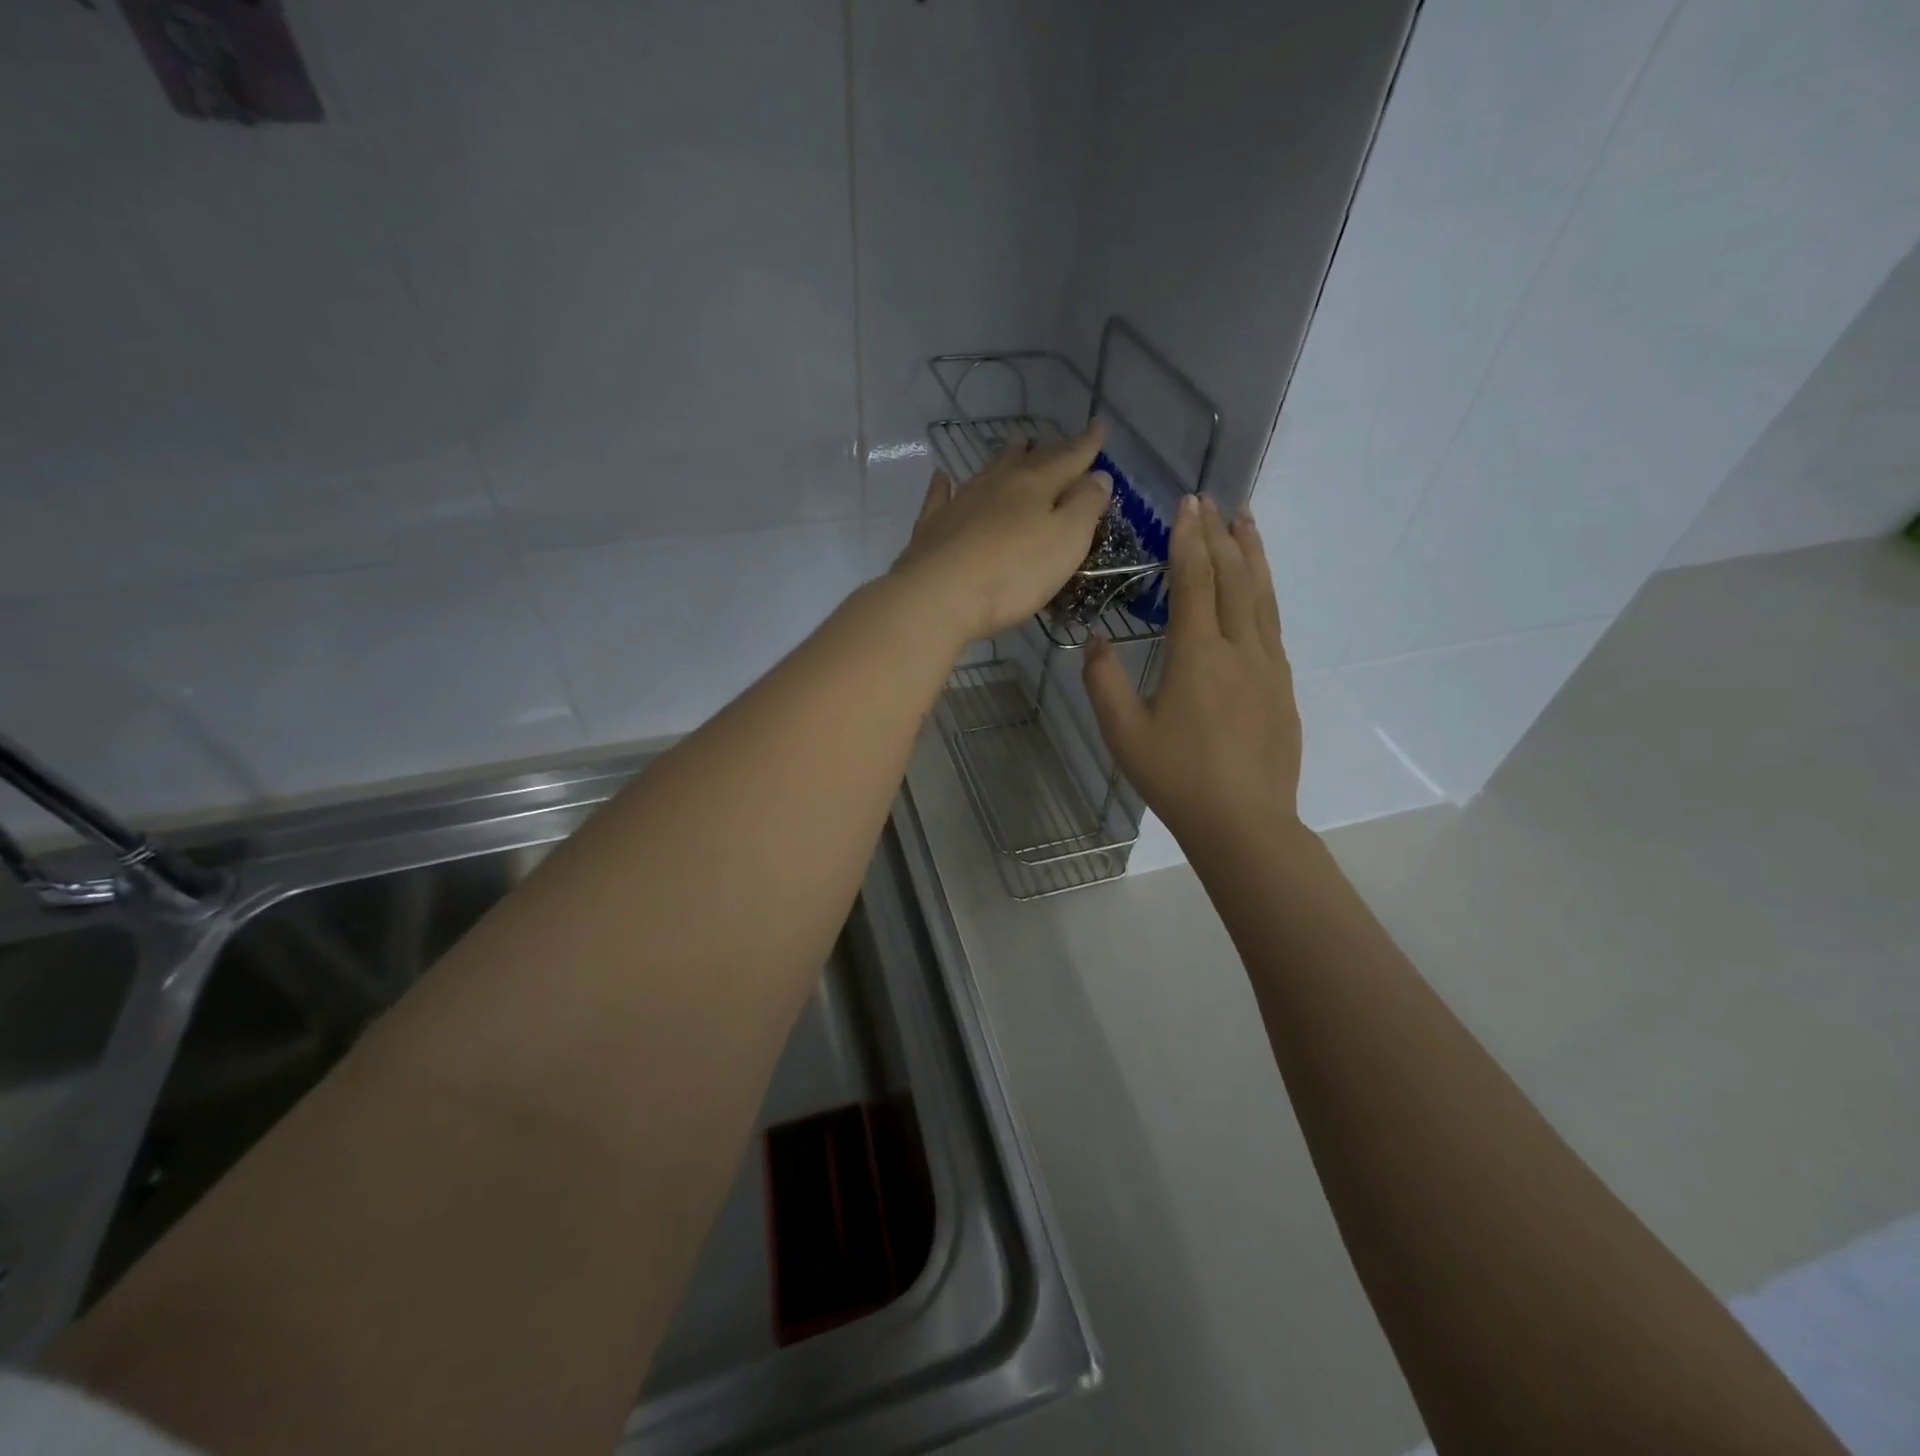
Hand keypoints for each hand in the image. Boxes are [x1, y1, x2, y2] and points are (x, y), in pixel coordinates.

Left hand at [890, 424, 1111, 641]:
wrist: (938, 596)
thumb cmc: (1012, 574)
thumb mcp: (1066, 542)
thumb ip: (1085, 506)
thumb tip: (1099, 475)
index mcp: (1036, 485)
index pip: (1069, 458)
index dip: (1087, 445)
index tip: (1098, 427)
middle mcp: (998, 484)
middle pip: (1028, 460)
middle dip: (1048, 449)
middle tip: (1058, 440)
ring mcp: (961, 502)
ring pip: (988, 470)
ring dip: (1005, 457)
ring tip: (1016, 445)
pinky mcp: (933, 526)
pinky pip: (940, 495)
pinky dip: (945, 484)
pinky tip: (943, 476)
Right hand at [1083, 494, 1303, 848]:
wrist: (1244, 822)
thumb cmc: (1177, 777)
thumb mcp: (1123, 733)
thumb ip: (1103, 681)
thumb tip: (1096, 641)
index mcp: (1197, 654)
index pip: (1196, 580)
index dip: (1190, 538)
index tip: (1188, 502)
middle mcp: (1239, 648)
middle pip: (1235, 577)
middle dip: (1222, 534)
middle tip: (1215, 499)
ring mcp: (1268, 666)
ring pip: (1262, 595)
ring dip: (1253, 554)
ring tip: (1248, 521)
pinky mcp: (1282, 686)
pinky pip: (1273, 623)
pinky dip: (1264, 592)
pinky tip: (1258, 589)